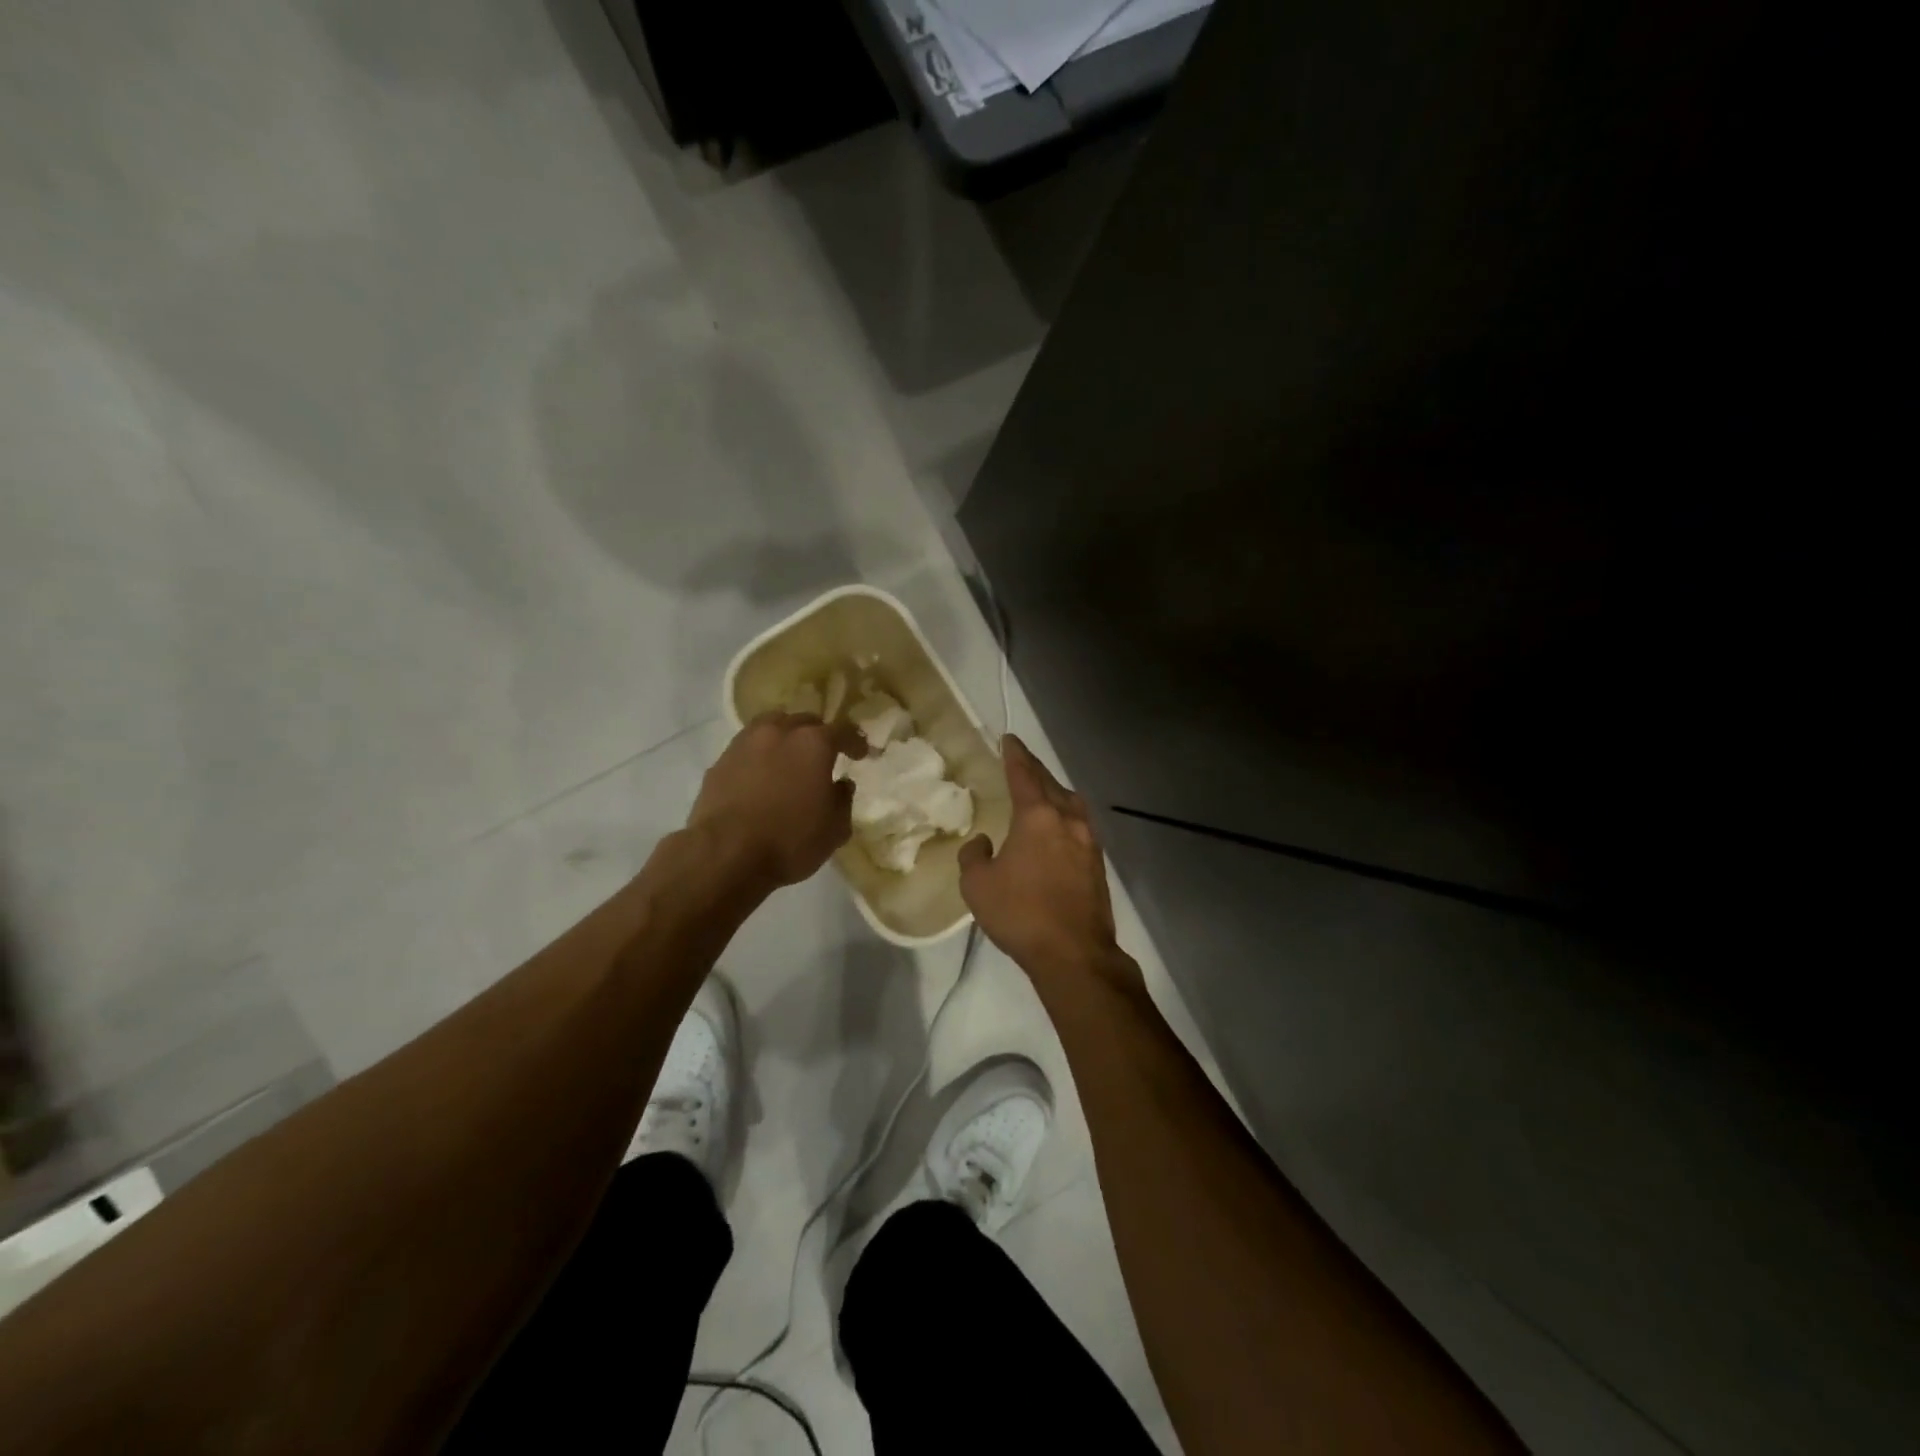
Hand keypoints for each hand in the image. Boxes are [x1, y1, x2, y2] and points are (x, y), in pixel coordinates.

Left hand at [689, 712, 866, 887]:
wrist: (726, 855)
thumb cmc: (790, 841)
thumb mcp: (834, 829)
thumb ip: (843, 800)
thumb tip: (842, 784)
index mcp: (813, 743)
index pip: (842, 730)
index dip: (855, 741)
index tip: (861, 754)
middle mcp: (779, 732)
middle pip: (804, 721)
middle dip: (818, 734)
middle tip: (824, 755)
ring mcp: (745, 744)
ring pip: (770, 727)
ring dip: (785, 737)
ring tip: (789, 757)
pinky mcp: (720, 762)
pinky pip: (747, 748)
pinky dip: (759, 755)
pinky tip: (761, 776)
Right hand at [959, 735, 1128, 989]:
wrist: (1073, 953)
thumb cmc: (1020, 914)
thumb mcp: (977, 885)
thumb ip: (975, 856)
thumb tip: (984, 842)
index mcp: (1038, 816)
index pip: (1024, 774)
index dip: (1014, 754)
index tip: (1008, 739)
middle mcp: (1068, 820)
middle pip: (1050, 783)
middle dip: (1034, 769)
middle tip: (1021, 759)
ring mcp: (1089, 842)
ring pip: (1071, 803)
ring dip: (1055, 792)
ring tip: (1042, 792)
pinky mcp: (1098, 864)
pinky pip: (1080, 826)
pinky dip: (1066, 817)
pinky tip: (1058, 829)